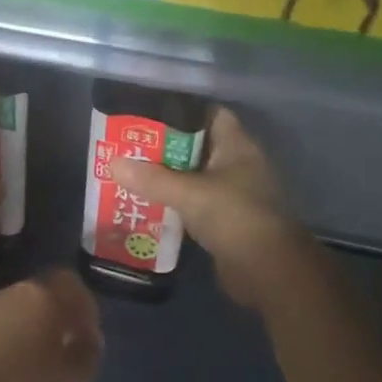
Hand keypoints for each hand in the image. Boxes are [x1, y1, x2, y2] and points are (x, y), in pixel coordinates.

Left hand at [0, 269, 103, 381]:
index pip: (70, 283)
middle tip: (63, 354)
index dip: (83, 307)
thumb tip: (85, 336)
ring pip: (9, 317)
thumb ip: (87, 351)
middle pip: (37, 297)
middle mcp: (4, 296)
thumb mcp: (74, 381)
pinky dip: (0, 350)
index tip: (89, 336)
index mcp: (39, 297)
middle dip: (51, 320)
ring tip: (33, 371)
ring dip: (23, 335)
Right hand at [111, 108, 312, 311]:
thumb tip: (113, 163)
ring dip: (168, 178)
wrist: (268, 270)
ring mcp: (234, 194)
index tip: (147, 115)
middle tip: (129, 148)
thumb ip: (151, 179)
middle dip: (165, 148)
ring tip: (131, 175)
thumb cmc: (233, 217)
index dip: (181, 111)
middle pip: (197, 147)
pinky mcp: (227, 221)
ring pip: (195, 177)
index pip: (210, 114)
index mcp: (237, 146)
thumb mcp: (188, 193)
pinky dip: (175, 204)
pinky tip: (147, 206)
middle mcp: (238, 165)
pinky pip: (195, 204)